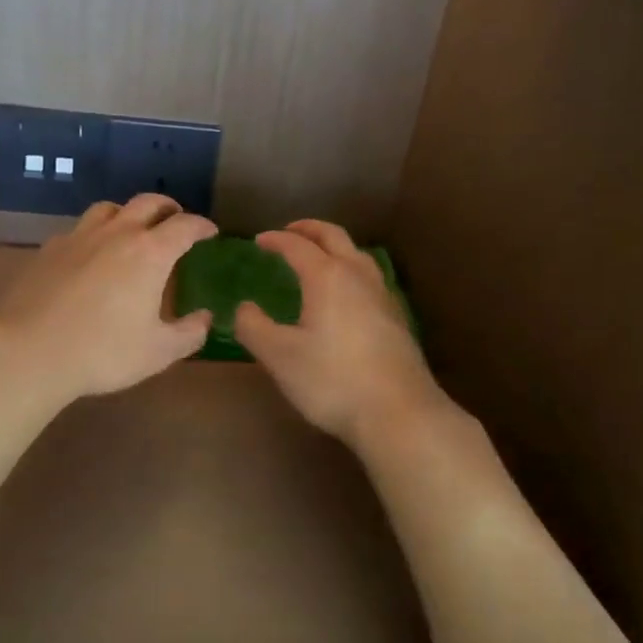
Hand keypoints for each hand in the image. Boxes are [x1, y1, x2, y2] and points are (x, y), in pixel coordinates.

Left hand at [0, 194, 216, 407]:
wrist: (29, 351)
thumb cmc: (102, 352)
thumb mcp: (158, 352)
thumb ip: (189, 333)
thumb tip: (205, 319)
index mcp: (150, 253)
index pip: (184, 226)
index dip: (202, 226)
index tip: (210, 232)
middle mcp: (117, 234)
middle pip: (148, 203)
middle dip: (168, 208)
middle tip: (176, 221)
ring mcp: (79, 237)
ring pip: (109, 208)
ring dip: (128, 213)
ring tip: (132, 229)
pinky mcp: (50, 249)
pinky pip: (79, 229)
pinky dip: (95, 233)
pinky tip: (91, 254)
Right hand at [234, 220, 450, 449]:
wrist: (398, 413)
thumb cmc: (332, 380)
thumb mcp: (279, 356)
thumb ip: (254, 327)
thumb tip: (244, 307)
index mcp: (327, 277)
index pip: (297, 246)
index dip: (276, 240)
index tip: (259, 241)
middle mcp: (357, 276)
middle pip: (334, 237)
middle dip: (309, 229)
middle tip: (289, 232)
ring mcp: (382, 295)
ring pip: (357, 255)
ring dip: (334, 247)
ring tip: (318, 258)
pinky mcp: (396, 317)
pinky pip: (369, 277)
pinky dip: (349, 269)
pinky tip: (345, 295)